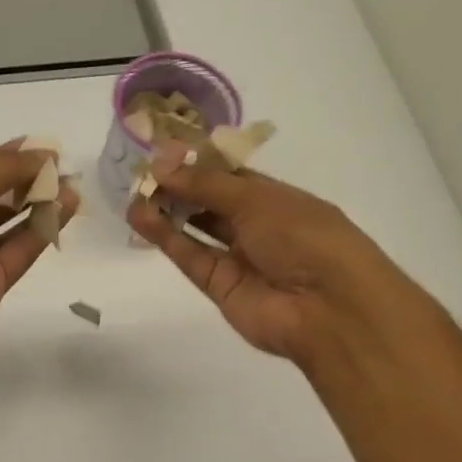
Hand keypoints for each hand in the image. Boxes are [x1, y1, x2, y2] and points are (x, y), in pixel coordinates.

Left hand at [0, 140, 79, 355]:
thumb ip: (6, 168)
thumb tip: (44, 154)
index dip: (7, 159)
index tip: (43, 149)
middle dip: (26, 182)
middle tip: (63, 168)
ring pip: (9, 226)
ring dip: (39, 205)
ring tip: (72, 187)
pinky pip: (19, 251)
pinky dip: (41, 230)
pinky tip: (66, 208)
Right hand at [125, 146, 410, 365]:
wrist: (327, 308)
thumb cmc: (304, 237)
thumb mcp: (257, 199)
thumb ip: (206, 184)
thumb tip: (161, 165)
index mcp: (277, 198)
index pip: (231, 175)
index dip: (198, 164)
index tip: (163, 152)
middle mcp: (257, 225)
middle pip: (210, 202)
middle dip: (179, 186)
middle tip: (142, 171)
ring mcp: (237, 257)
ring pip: (196, 229)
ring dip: (167, 211)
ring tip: (134, 193)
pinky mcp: (219, 286)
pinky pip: (190, 256)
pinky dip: (166, 237)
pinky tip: (141, 217)